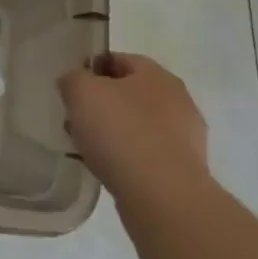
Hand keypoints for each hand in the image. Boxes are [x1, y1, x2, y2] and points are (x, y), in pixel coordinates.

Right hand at [58, 53, 209, 209]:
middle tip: (76, 118)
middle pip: (129, 94)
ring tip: (86, 148)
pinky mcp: (184, 172)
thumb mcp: (81, 91)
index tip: (71, 87)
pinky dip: (127, 159)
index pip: (119, 60)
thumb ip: (73, 79)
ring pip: (138, 127)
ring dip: (113, 133)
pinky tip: (107, 170)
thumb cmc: (121, 132)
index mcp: (157, 75)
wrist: (163, 198)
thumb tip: (75, 83)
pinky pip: (147, 156)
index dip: (92, 69)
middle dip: (101, 104)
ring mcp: (186, 139)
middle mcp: (178, 101)